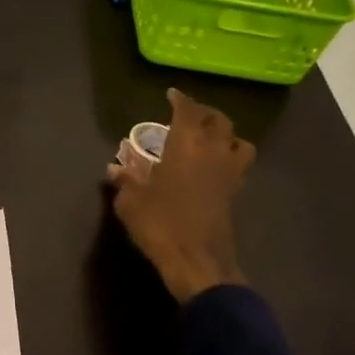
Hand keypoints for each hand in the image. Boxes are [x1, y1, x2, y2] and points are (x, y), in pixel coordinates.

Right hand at [107, 88, 253, 302]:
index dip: (181, 100)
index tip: (172, 94)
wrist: (197, 260)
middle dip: (205, 113)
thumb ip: (125, 181)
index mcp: (186, 146)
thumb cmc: (160, 224)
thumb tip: (115, 168)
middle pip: (219, 121)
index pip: (188, 112)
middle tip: (191, 115)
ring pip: (239, 141)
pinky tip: (214, 167)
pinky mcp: (235, 194)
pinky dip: (230, 158)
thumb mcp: (130, 202)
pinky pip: (239, 165)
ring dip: (227, 135)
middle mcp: (212, 152)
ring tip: (212, 139)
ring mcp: (229, 173)